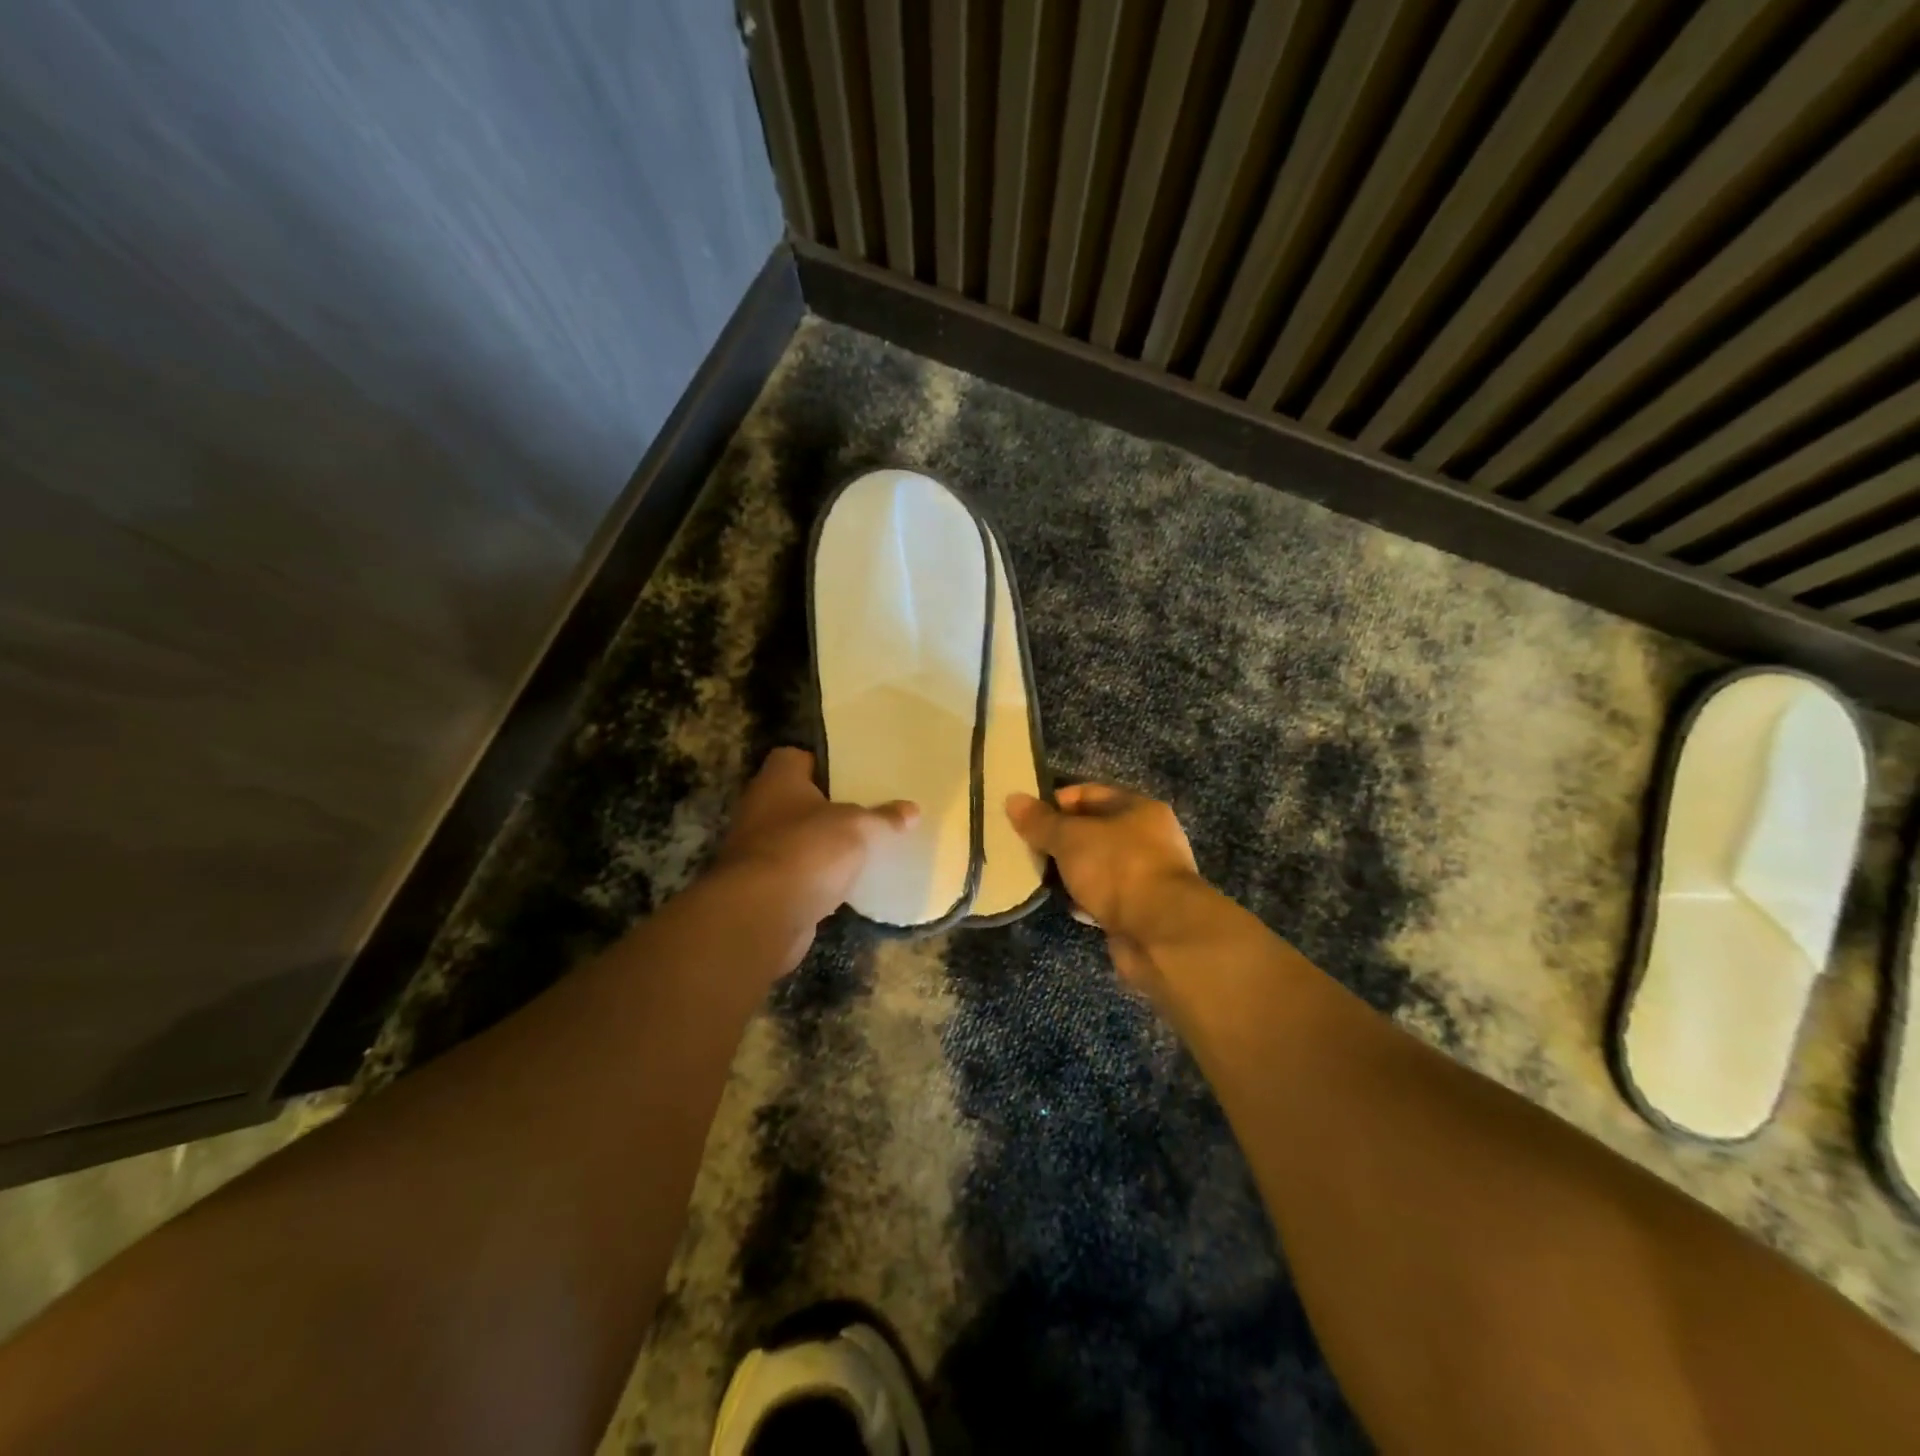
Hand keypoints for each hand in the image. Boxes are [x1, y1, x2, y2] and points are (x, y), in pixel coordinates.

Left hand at [712, 747, 917, 936]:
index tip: (851, 775)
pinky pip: (796, 874)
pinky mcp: (762, 888)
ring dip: (820, 845)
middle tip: (864, 810)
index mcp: (778, 780)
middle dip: (826, 807)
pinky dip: (815, 878)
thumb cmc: (808, 849)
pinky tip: (844, 884)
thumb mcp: (858, 827)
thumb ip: (884, 818)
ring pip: (796, 839)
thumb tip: (912, 809)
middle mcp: (760, 809)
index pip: (794, 758)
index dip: (821, 764)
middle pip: (796, 800)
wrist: (762, 915)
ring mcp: (757, 850)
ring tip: (860, 847)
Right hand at [1006, 784, 1203, 990]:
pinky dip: (1085, 898)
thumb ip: (1041, 821)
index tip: (1026, 817)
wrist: (1160, 933)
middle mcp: (1148, 837)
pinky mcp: (1141, 909)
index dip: (1057, 801)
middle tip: (1028, 848)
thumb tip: (1013, 799)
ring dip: (1072, 870)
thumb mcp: (1071, 838)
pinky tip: (1065, 904)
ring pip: (1099, 865)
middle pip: (1095, 829)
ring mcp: (1147, 875)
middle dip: (1061, 839)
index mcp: (1139, 809)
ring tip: (1040, 876)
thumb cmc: (1118, 869)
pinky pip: (1105, 896)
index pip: (1090, 793)